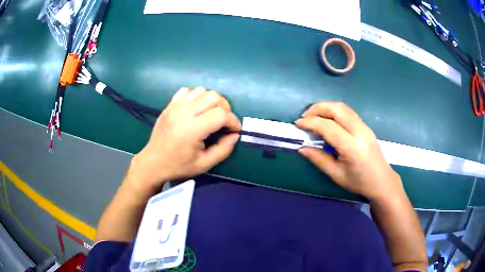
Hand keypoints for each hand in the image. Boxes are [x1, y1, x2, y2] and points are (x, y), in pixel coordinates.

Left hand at [126, 87, 240, 191]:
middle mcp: (183, 113)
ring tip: (211, 114)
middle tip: (224, 121)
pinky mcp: (169, 105)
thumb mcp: (205, 164)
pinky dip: (196, 96)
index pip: (220, 114)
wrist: (153, 162)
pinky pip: (187, 91)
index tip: (235, 130)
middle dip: (225, 108)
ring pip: (201, 90)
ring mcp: (174, 106)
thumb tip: (235, 134)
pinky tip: (196, 108)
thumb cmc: (178, 166)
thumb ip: (224, 149)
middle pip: (213, 97)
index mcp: (192, 130)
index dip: (233, 121)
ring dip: (211, 100)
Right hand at [295, 102, 403, 201]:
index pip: (329, 127)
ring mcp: (365, 127)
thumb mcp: (336, 175)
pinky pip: (348, 112)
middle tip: (304, 117)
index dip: (311, 122)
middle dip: (318, 108)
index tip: (298, 124)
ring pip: (343, 107)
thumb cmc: (359, 182)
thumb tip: (302, 148)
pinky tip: (327, 120)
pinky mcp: (366, 126)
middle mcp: (360, 132)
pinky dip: (334, 111)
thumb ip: (319, 159)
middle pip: (337, 109)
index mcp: (352, 148)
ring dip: (326, 107)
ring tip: (313, 116)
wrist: (382, 181)